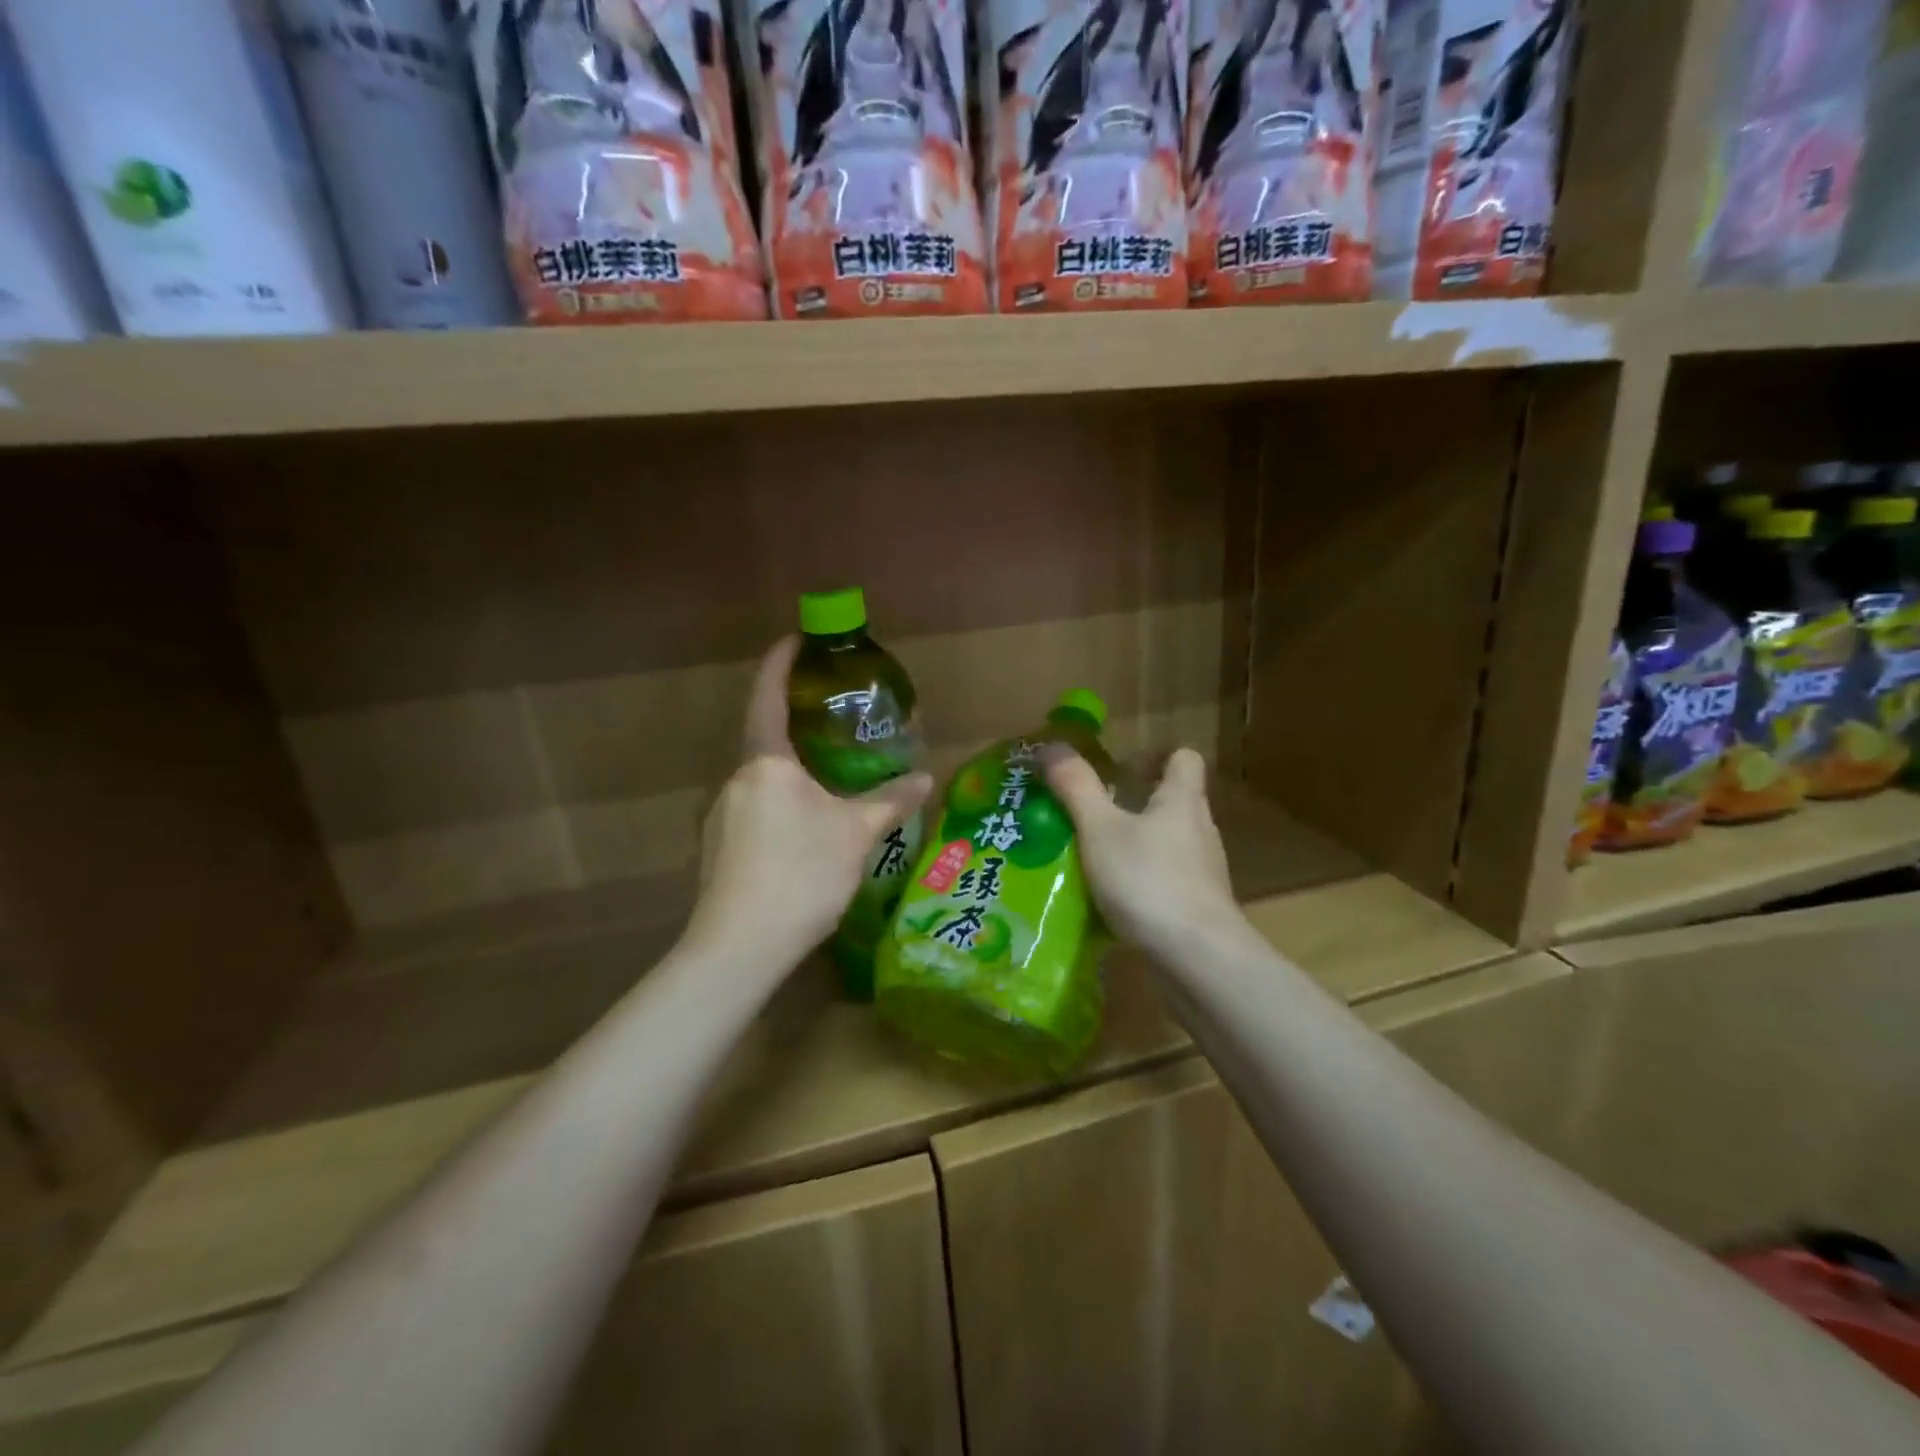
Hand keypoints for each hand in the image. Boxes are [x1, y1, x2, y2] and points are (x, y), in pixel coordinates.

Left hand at [690, 637, 931, 960]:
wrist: (740, 945)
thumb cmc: (802, 872)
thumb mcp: (856, 833)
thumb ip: (890, 801)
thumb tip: (926, 778)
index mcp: (767, 763)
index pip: (768, 696)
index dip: (780, 663)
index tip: (795, 639)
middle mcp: (737, 781)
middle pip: (766, 743)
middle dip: (798, 733)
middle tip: (835, 732)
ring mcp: (721, 817)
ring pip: (763, 784)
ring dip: (792, 779)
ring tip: (829, 791)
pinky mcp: (717, 850)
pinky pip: (755, 813)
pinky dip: (781, 810)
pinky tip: (805, 838)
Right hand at [1043, 746, 1238, 957]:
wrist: (1198, 958)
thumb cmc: (1148, 881)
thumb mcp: (1100, 829)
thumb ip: (1076, 787)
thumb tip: (1053, 746)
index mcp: (1182, 801)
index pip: (1184, 759)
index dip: (1155, 756)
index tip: (1120, 769)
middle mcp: (1199, 831)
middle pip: (1172, 802)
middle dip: (1134, 804)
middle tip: (1090, 815)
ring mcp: (1203, 873)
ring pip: (1167, 844)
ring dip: (1135, 846)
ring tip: (1092, 859)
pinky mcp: (1198, 908)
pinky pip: (1166, 882)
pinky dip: (1141, 883)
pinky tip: (1111, 901)